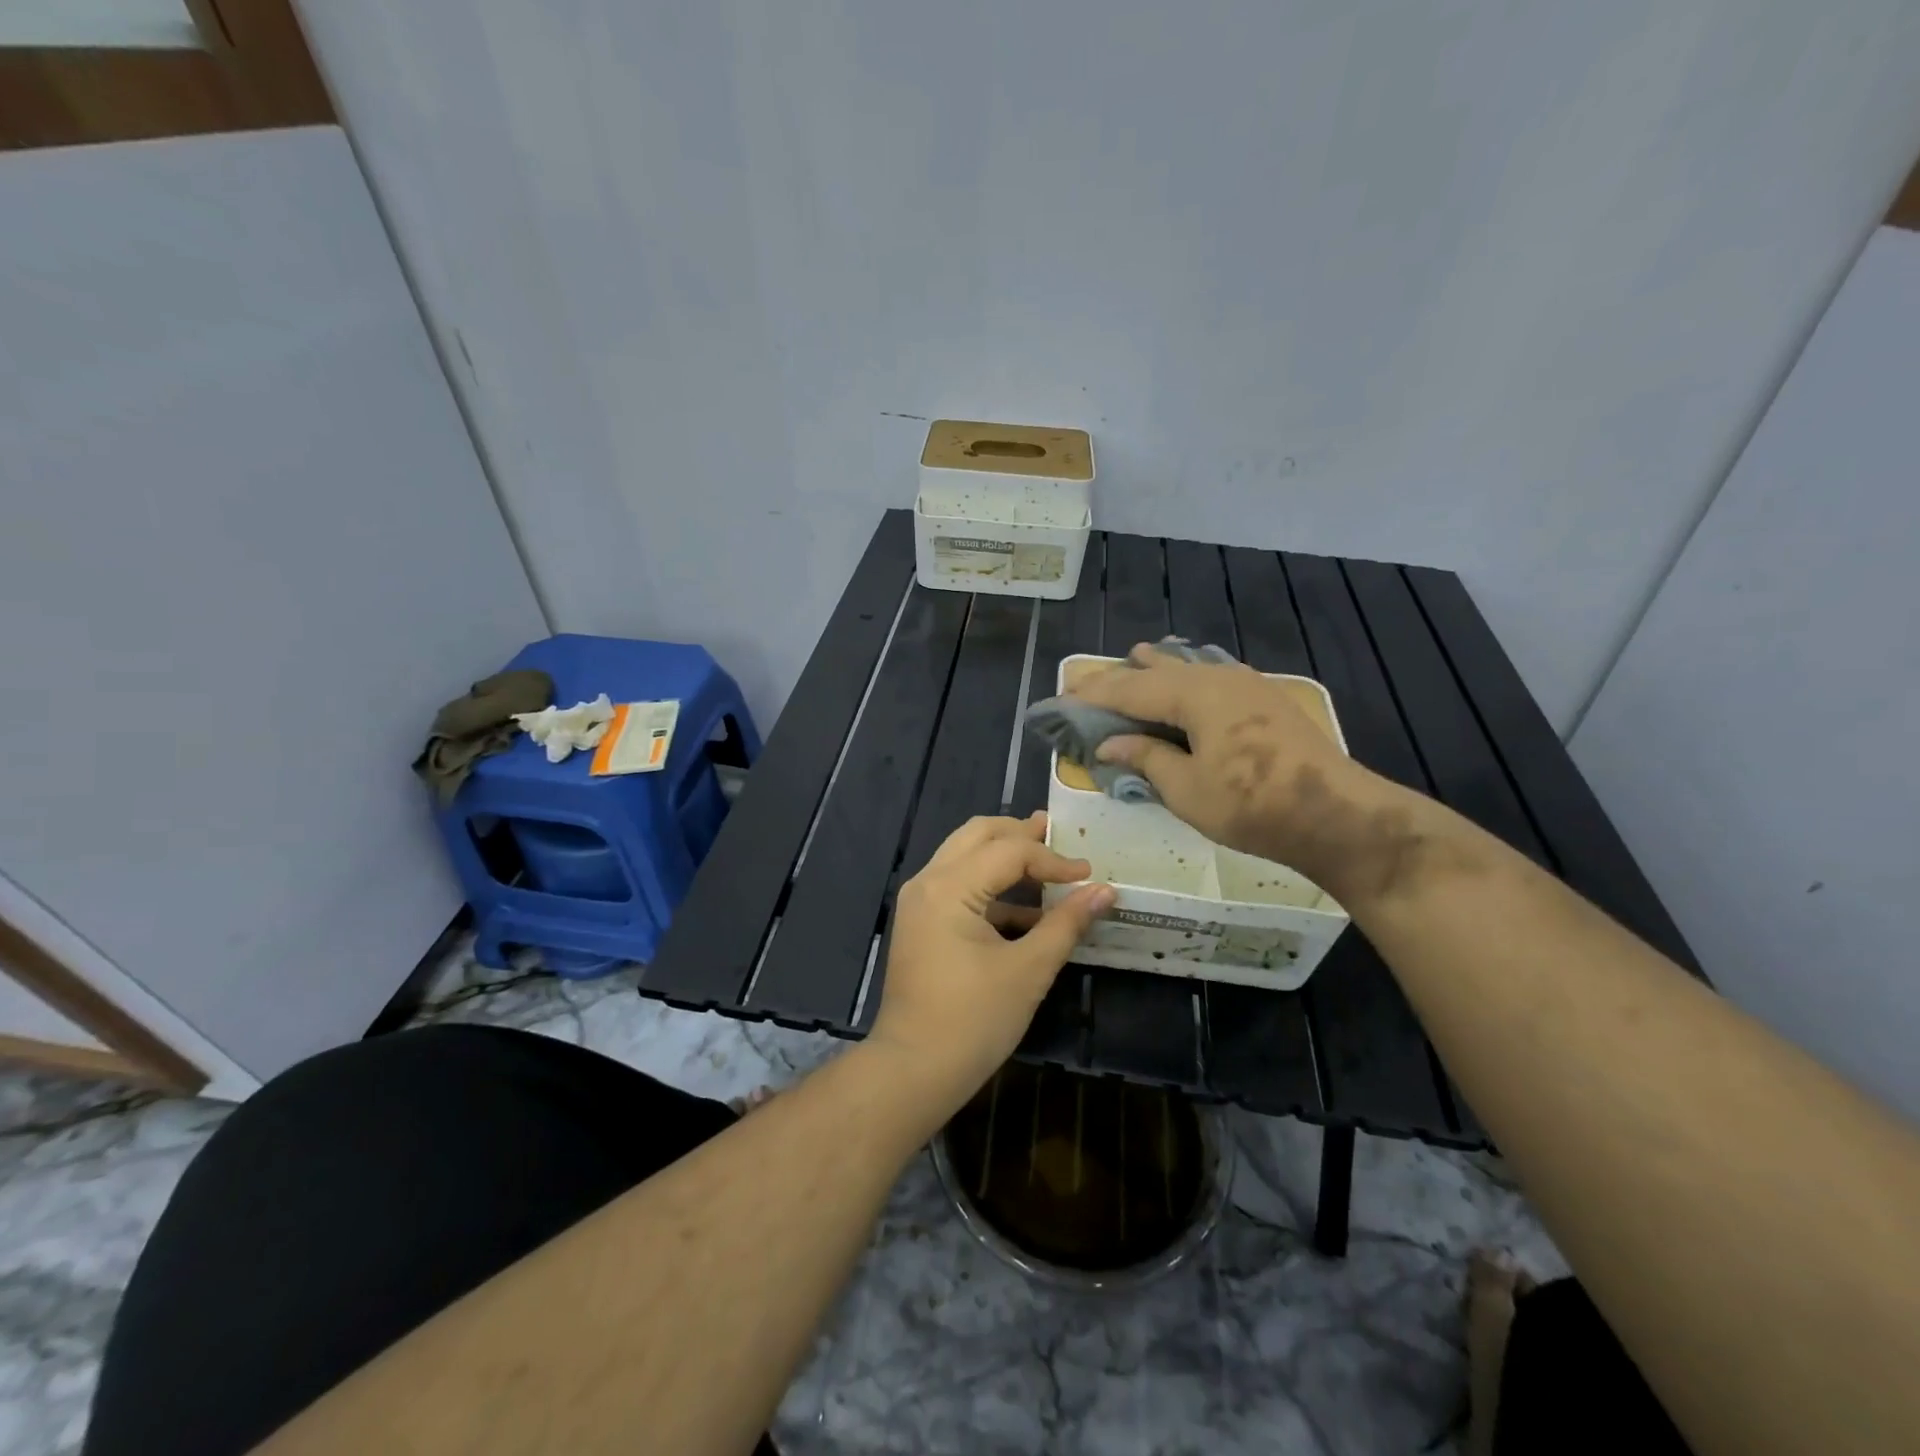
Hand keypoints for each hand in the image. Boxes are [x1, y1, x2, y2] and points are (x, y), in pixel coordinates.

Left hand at [867, 813, 1114, 1115]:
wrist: (914, 1070)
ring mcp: (919, 901)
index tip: (1088, 875)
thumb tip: (1104, 892)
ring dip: (1004, 855)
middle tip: (1059, 836)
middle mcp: (927, 882)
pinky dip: (991, 888)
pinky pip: (958, 886)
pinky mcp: (921, 922)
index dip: (1053, 859)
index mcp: (949, 887)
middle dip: (1021, 833)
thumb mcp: (1029, 970)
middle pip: (978, 834)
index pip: (1009, 850)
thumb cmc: (974, 1020)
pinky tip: (1027, 909)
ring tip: (1046, 862)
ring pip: (965, 856)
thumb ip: (1067, 924)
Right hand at [1069, 643, 1387, 889]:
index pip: (1129, 689)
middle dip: (1121, 678)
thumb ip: (1146, 758)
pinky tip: (1186, 680)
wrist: (1336, 814)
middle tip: (1088, 683)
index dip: (1093, 695)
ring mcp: (1246, 684)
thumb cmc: (1251, 804)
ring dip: (1156, 671)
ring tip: (1134, 662)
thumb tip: (1110, 743)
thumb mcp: (1187, 789)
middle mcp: (1217, 676)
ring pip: (1188, 668)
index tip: (1062, 698)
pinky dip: (1186, 679)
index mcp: (1193, 693)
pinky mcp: (1265, 699)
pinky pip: (1211, 677)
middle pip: (1157, 671)